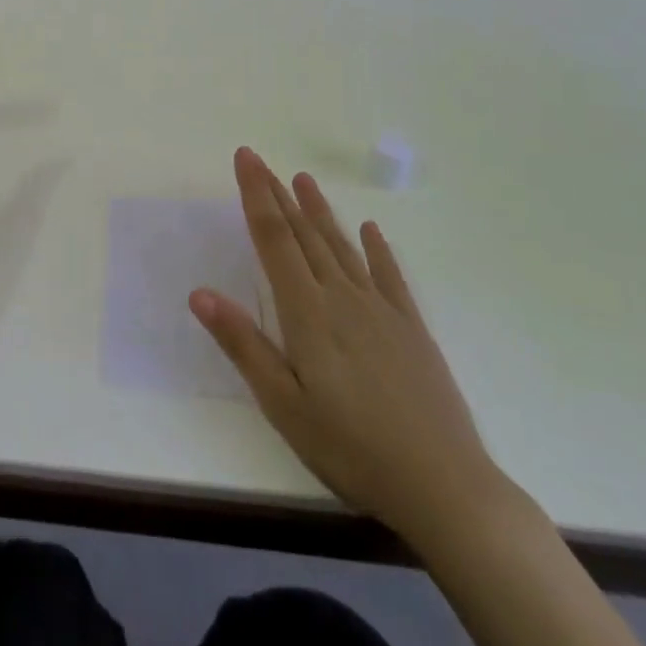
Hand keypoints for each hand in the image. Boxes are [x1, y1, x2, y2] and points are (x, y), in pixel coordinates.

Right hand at [192, 147, 505, 542]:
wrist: (445, 487)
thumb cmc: (352, 449)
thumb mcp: (284, 405)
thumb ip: (243, 345)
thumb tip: (199, 293)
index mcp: (308, 313)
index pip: (275, 239)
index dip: (256, 195)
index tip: (245, 159)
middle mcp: (343, 297)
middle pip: (304, 235)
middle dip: (278, 194)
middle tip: (260, 160)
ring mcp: (381, 310)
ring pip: (342, 247)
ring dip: (319, 211)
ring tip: (303, 180)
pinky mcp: (411, 328)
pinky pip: (389, 275)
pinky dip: (376, 248)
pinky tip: (369, 230)